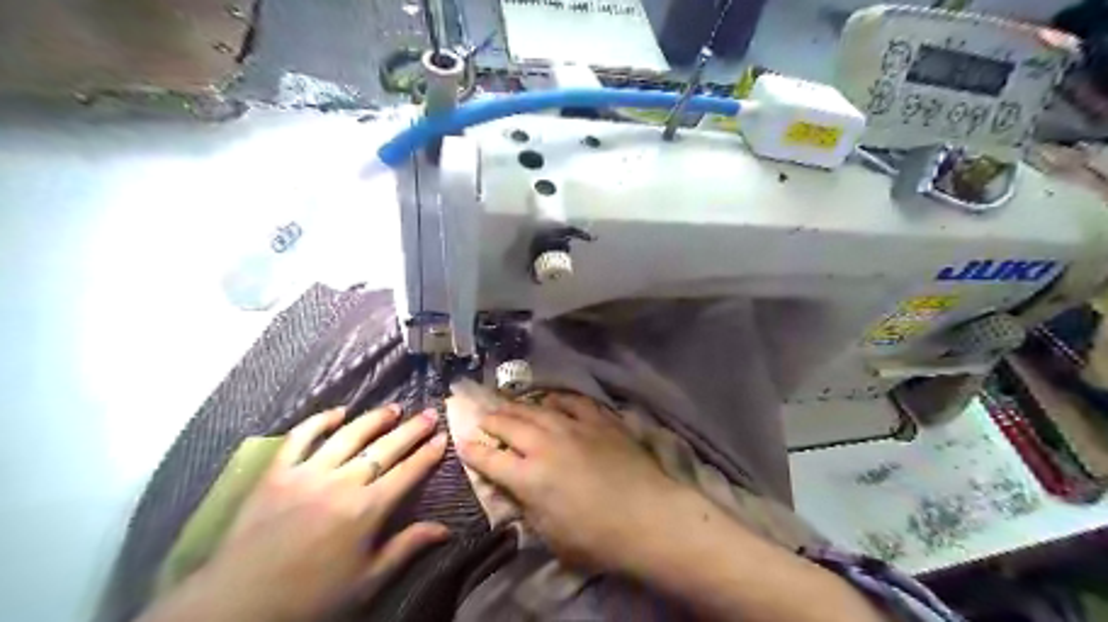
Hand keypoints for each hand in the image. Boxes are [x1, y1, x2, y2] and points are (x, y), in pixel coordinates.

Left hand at [142, 404, 449, 621]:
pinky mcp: (276, 472)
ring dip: (374, 418)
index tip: (443, 437)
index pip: (408, 472)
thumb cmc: (310, 597)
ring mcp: (307, 473)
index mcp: (367, 509)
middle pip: (385, 447)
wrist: (237, 605)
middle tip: (429, 413)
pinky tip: (338, 411)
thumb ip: (406, 547)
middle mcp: (342, 482)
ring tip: (393, 408)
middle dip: (412, 429)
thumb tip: (446, 529)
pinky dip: (319, 420)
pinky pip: (300, 437)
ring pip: (348, 435)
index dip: (428, 453)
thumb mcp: (366, 581)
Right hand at [455, 394, 690, 572]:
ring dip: (518, 406)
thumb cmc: (597, 537)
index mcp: (528, 477)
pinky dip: (557, 399)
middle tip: (483, 417)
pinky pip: (572, 402)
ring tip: (508, 404)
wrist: (647, 515)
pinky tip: (551, 400)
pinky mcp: (598, 420)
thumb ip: (527, 506)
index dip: (473, 451)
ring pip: (536, 409)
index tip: (463, 443)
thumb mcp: (550, 534)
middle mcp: (544, 444)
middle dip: (491, 420)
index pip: (490, 459)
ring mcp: (573, 427)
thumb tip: (516, 489)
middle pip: (509, 425)